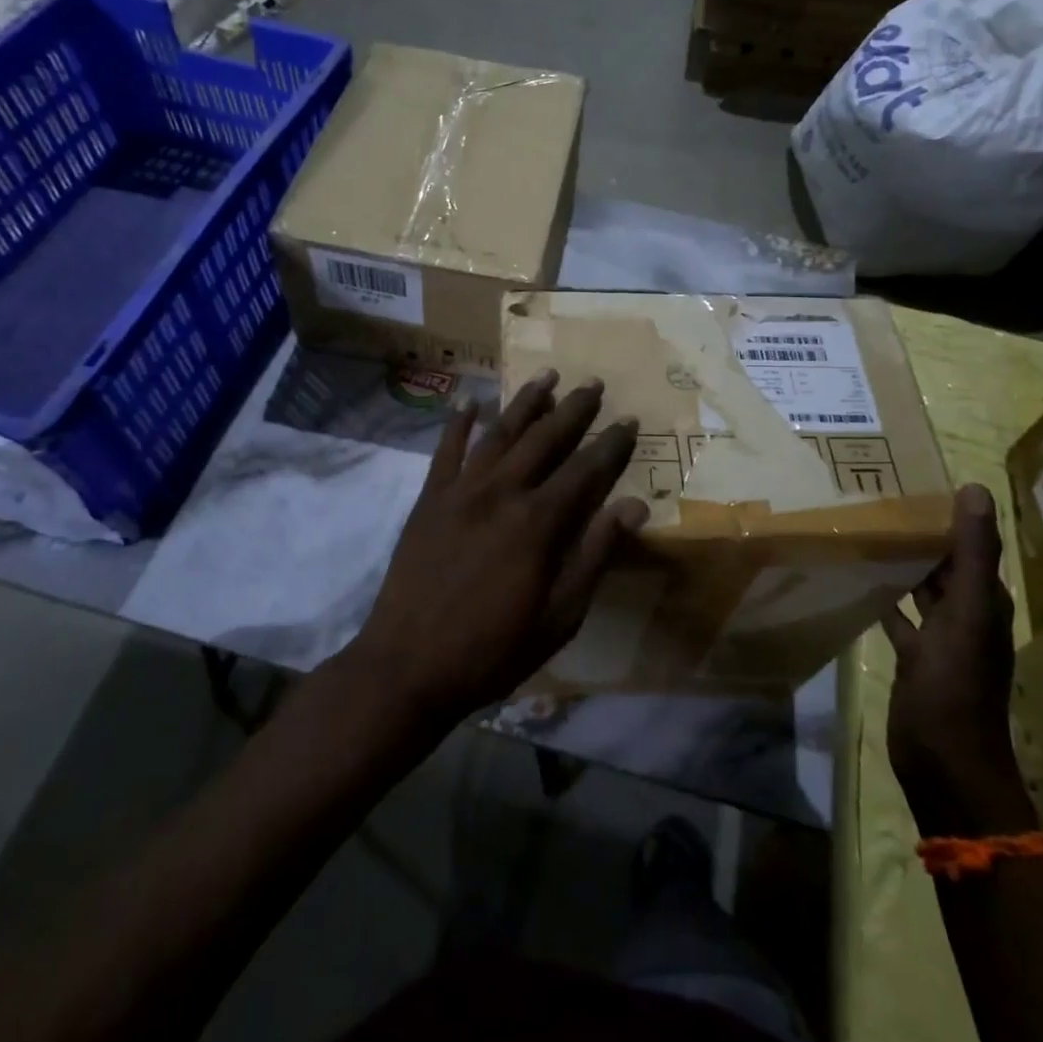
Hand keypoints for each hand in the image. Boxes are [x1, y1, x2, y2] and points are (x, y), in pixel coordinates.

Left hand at [346, 371, 646, 728]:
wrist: (407, 666)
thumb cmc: (492, 650)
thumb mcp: (559, 617)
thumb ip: (595, 556)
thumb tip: (635, 506)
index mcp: (538, 522)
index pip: (585, 470)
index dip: (611, 444)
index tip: (629, 419)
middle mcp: (501, 492)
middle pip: (544, 439)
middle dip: (573, 409)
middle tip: (593, 384)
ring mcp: (460, 491)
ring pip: (499, 433)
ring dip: (525, 402)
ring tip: (546, 376)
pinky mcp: (429, 499)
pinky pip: (446, 450)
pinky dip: (458, 422)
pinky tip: (469, 401)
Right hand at [880, 484, 1035, 836]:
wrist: (942, 760)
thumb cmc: (956, 684)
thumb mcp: (968, 613)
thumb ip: (973, 554)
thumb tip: (975, 489)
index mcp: (985, 601)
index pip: (970, 545)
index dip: (948, 515)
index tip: (911, 482)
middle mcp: (966, 614)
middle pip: (944, 563)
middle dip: (920, 533)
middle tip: (877, 498)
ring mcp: (938, 638)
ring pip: (921, 587)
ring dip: (901, 562)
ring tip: (865, 528)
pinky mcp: (913, 656)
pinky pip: (898, 615)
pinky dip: (883, 596)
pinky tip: (858, 578)